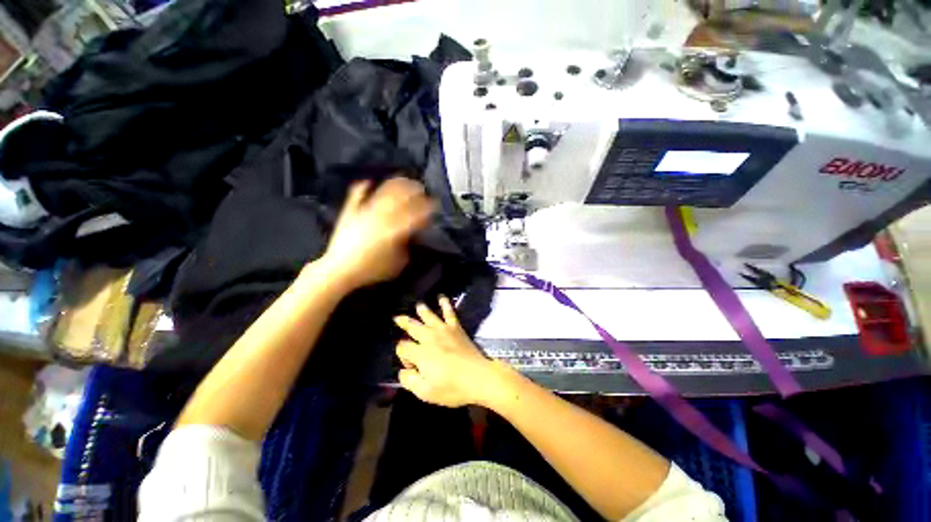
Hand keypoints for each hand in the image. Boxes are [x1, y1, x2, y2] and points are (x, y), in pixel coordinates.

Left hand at [322, 178, 433, 289]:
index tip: (433, 205)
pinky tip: (368, 182)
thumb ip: (406, 246)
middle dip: (414, 191)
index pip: (415, 214)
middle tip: (422, 189)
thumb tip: (410, 234)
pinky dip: (362, 188)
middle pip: (401, 198)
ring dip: (395, 185)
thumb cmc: (372, 270)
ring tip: (403, 180)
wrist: (339, 271)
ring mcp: (364, 212)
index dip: (426, 208)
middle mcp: (381, 217)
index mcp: (394, 230)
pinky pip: (356, 195)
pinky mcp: (350, 212)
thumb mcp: (398, 263)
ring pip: (382, 193)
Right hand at [393, 297, 501, 407]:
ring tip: (418, 305)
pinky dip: (445, 304)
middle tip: (397, 317)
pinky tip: (442, 297)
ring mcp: (443, 330)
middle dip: (404, 322)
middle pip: (412, 326)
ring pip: (429, 316)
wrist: (478, 377)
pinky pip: (449, 313)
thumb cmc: (452, 387)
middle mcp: (429, 337)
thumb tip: (403, 370)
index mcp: (420, 353)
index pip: (403, 347)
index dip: (402, 355)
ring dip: (422, 310)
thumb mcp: (425, 392)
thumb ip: (409, 380)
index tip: (410, 366)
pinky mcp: (456, 328)